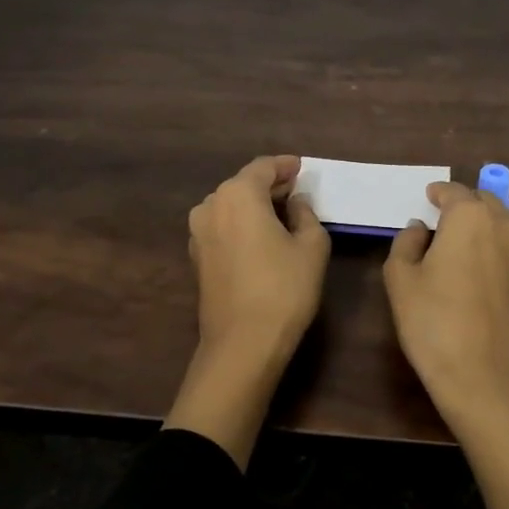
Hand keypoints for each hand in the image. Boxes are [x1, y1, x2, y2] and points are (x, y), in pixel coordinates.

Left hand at [188, 154, 329, 365]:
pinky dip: (241, 224)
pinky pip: (222, 227)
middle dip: (269, 185)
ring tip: (280, 214)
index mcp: (238, 195)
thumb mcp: (312, 246)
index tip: (301, 168)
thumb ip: (305, 214)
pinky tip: (260, 237)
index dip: (284, 166)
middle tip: (295, 190)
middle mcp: (211, 206)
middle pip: (243, 184)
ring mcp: (198, 233)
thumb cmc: (284, 288)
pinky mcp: (197, 257)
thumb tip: (295, 202)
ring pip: (230, 206)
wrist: (243, 343)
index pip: (263, 167)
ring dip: (254, 205)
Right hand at [383, 180, 508, 425]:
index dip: (438, 193)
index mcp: (470, 217)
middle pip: (483, 201)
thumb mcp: (401, 279)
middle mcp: (503, 225)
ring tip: (462, 239)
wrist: (484, 375)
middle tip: (442, 219)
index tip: (428, 197)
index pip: (453, 192)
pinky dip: (496, 243)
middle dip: (463, 204)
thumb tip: (421, 228)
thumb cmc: (433, 322)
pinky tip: (479, 264)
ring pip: (503, 221)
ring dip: (484, 221)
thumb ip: (407, 242)